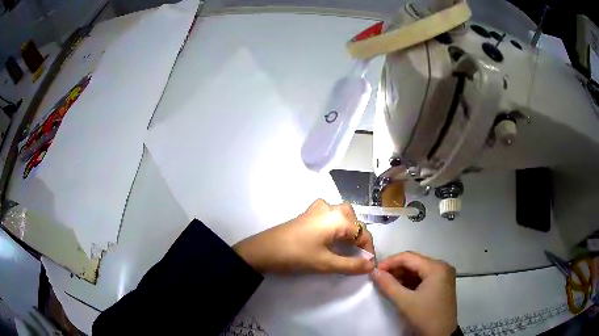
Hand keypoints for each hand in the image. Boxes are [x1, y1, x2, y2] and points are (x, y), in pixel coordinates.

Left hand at [233, 199, 374, 273]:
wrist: (263, 250)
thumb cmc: (296, 256)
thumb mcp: (326, 263)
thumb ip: (351, 265)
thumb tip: (371, 265)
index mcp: (337, 218)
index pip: (362, 232)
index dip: (368, 249)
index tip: (369, 264)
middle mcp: (330, 208)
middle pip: (353, 219)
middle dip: (359, 236)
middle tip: (358, 253)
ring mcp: (316, 209)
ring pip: (341, 214)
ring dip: (348, 227)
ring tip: (347, 245)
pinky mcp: (307, 213)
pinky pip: (329, 214)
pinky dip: (336, 223)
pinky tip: (331, 236)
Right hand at [371, 252, 456, 335]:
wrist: (441, 335)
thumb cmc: (424, 316)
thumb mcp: (404, 301)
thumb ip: (388, 284)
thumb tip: (374, 272)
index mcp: (436, 267)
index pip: (409, 257)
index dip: (390, 262)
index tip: (374, 270)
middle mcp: (442, 267)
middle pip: (415, 262)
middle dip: (396, 268)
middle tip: (379, 277)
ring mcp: (444, 275)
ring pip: (419, 269)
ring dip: (402, 275)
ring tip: (387, 282)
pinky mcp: (443, 284)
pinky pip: (424, 277)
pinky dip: (411, 281)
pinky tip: (400, 287)